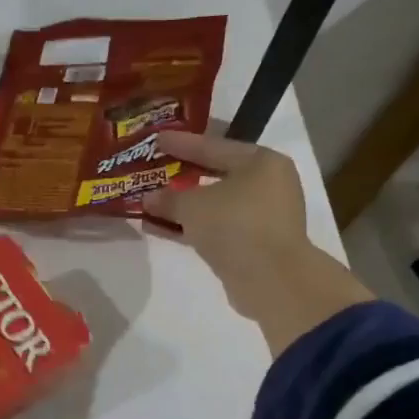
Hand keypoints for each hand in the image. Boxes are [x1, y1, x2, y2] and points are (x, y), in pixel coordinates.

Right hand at [142, 130, 371, 357]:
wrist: (271, 279)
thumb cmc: (235, 225)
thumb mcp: (192, 206)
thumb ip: (167, 198)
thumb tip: (147, 198)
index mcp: (261, 162)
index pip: (214, 145)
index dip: (181, 143)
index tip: (156, 139)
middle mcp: (267, 184)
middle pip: (216, 174)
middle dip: (181, 176)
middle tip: (154, 169)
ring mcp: (262, 216)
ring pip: (214, 204)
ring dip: (183, 206)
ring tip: (150, 203)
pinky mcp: (253, 244)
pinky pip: (216, 227)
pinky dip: (192, 227)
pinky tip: (161, 228)